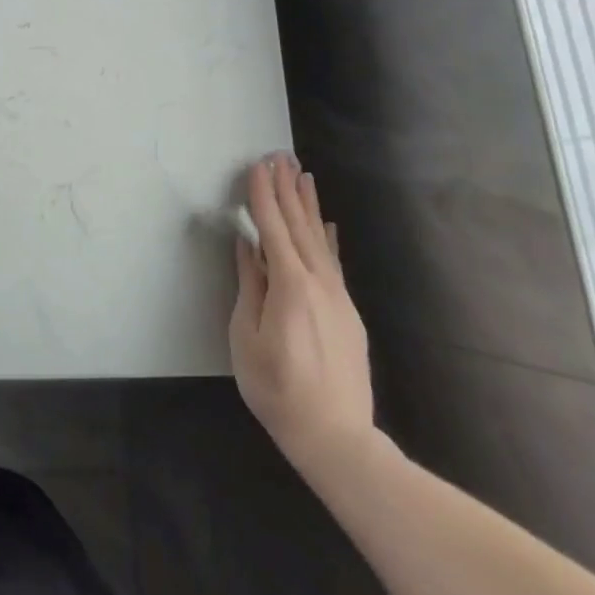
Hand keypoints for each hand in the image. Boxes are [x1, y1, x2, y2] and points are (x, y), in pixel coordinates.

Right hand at [230, 153, 374, 482]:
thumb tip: (247, 244)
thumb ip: (249, 285)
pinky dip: (326, 238)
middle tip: (280, 156)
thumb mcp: (246, 336)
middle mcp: (318, 283)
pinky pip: (333, 262)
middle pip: (300, 226)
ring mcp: (337, 297)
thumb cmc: (277, 388)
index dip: (262, 195)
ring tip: (303, 175)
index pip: (273, 228)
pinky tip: (325, 224)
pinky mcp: (347, 313)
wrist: (336, 438)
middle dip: (287, 189)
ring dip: (308, 205)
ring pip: (319, 240)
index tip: (256, 165)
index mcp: (289, 286)